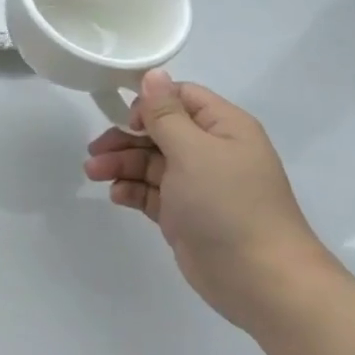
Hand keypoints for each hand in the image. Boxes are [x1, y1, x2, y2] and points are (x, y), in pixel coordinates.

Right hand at [84, 71, 338, 333]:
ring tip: (94, 174)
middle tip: (94, 151)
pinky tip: (117, 196)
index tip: (125, 120)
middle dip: (125, 138)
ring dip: (121, 164)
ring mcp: (198, 185)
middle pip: (160, 131)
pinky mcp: (185, 214)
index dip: (150, 104)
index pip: (181, 98)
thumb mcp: (193, 151)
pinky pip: (152, 192)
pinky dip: (132, 190)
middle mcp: (212, 151)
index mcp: (224, 127)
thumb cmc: (228, 205)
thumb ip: (165, 114)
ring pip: (150, 163)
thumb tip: (153, 74)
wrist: (260, 280)